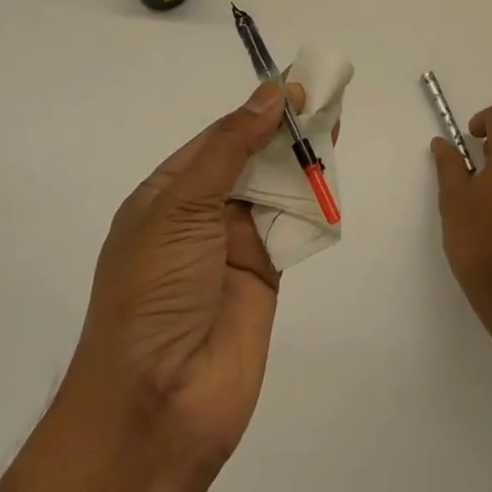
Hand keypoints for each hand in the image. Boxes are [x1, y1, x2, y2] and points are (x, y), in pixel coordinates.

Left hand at [67, 80, 306, 467]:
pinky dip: (314, 203)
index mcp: (168, 193)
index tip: (296, 84)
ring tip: (336, 124)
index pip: (219, 137)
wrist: (157, 407)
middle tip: (326, 98)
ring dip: (303, 161)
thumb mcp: (180, 206)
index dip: (256, 110)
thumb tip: (270, 93)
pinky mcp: (266, 276)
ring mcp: (234, 247)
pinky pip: (293, 228)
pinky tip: (334, 175)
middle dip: (285, 131)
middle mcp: (201, 215)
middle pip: (251, 160)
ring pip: (276, 190)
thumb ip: (231, 148)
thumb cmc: (154, 291)